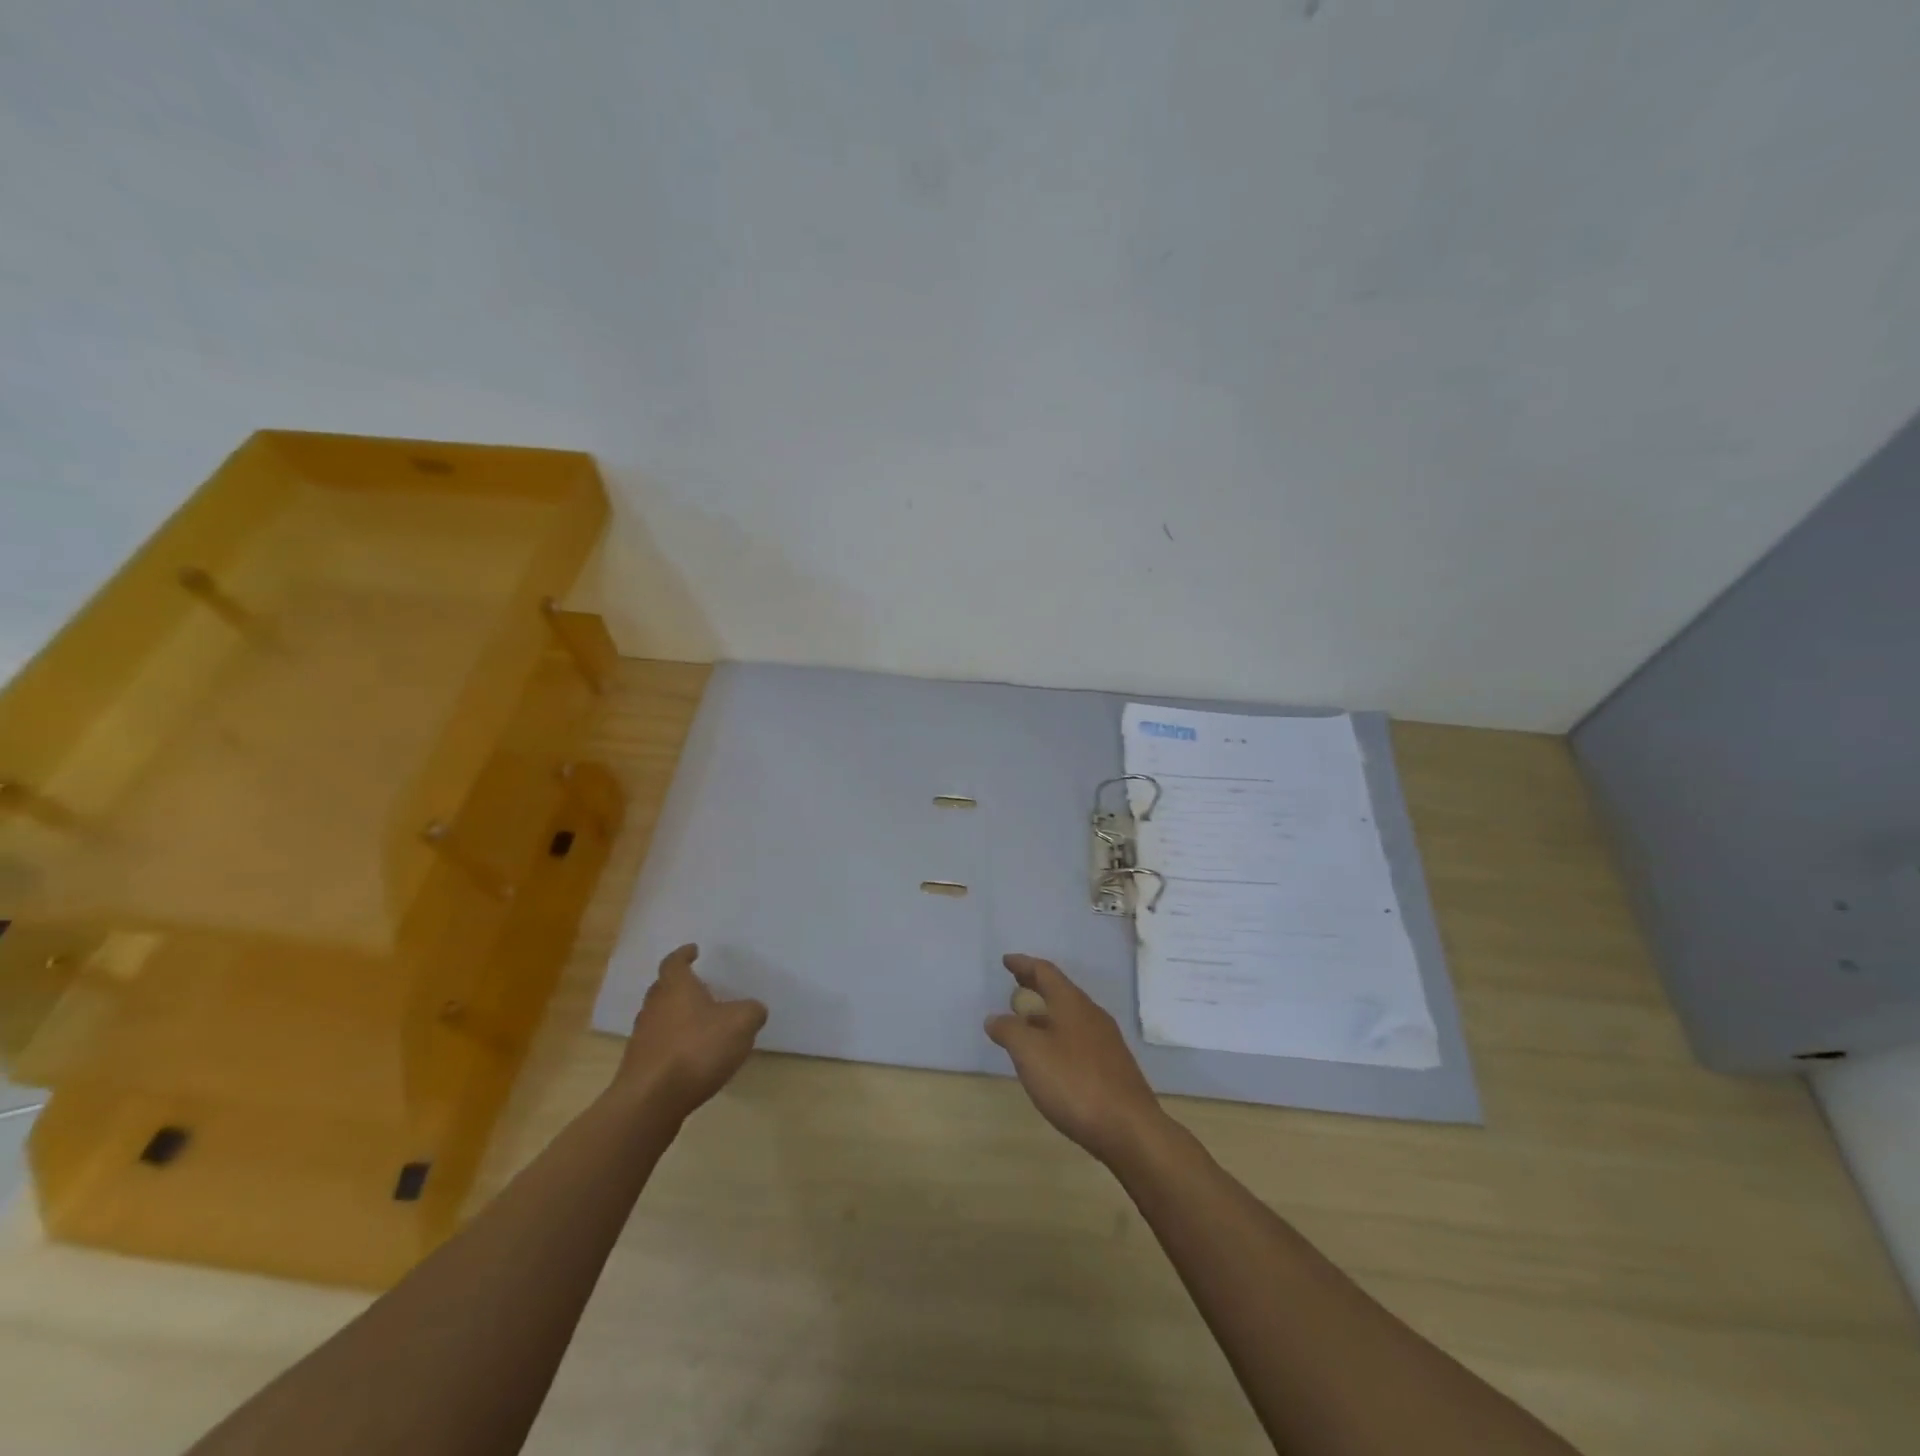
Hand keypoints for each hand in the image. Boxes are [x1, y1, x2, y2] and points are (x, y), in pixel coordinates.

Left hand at [613, 945, 767, 1122]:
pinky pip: (658, 1045)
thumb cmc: (696, 1049)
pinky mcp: (639, 1067)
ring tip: (699, 1023)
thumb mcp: (740, 1024)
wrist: (650, 1101)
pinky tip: (691, 1057)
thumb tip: (753, 1009)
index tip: (693, 950)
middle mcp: (654, 1007)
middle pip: (663, 988)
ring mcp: (642, 1038)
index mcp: (675, 987)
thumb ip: (751, 1011)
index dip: (684, 955)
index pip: (674, 962)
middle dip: (679, 985)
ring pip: (659, 1017)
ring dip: (676, 1016)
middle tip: (699, 986)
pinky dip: (673, 1044)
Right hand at [985, 953, 1168, 1164]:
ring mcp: (1106, 1041)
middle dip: (1037, 985)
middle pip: (1060, 991)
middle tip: (1017, 982)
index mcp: (1072, 1004)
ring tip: (1027, 1021)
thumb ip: (1009, 1031)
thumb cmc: (1074, 1082)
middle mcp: (1091, 1015)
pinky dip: (1059, 1035)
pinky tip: (1051, 1057)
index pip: (1045, 972)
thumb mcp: (1030, 1053)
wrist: (1129, 1128)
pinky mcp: (1113, 1066)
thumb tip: (995, 1018)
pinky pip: (1079, 1038)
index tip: (1007, 961)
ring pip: (1071, 1016)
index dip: (1024, 964)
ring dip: (1047, 1013)